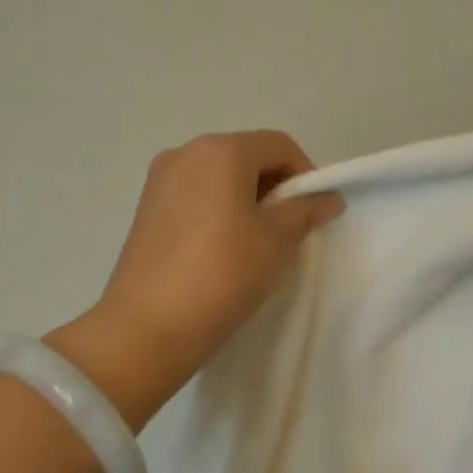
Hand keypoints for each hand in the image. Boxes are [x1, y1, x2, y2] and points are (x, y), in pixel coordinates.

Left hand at [49, 131, 342, 427]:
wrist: (148, 326)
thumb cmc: (223, 273)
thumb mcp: (277, 241)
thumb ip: (305, 211)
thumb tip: (327, 197)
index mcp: (220, 150)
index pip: (279, 145)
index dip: (305, 175)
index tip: (313, 213)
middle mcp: (185, 153)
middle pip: (246, 156)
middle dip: (275, 188)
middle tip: (289, 231)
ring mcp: (160, 181)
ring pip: (219, 178)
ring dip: (246, 201)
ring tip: (256, 244)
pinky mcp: (145, 209)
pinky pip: (195, 197)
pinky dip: (218, 212)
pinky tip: (222, 251)